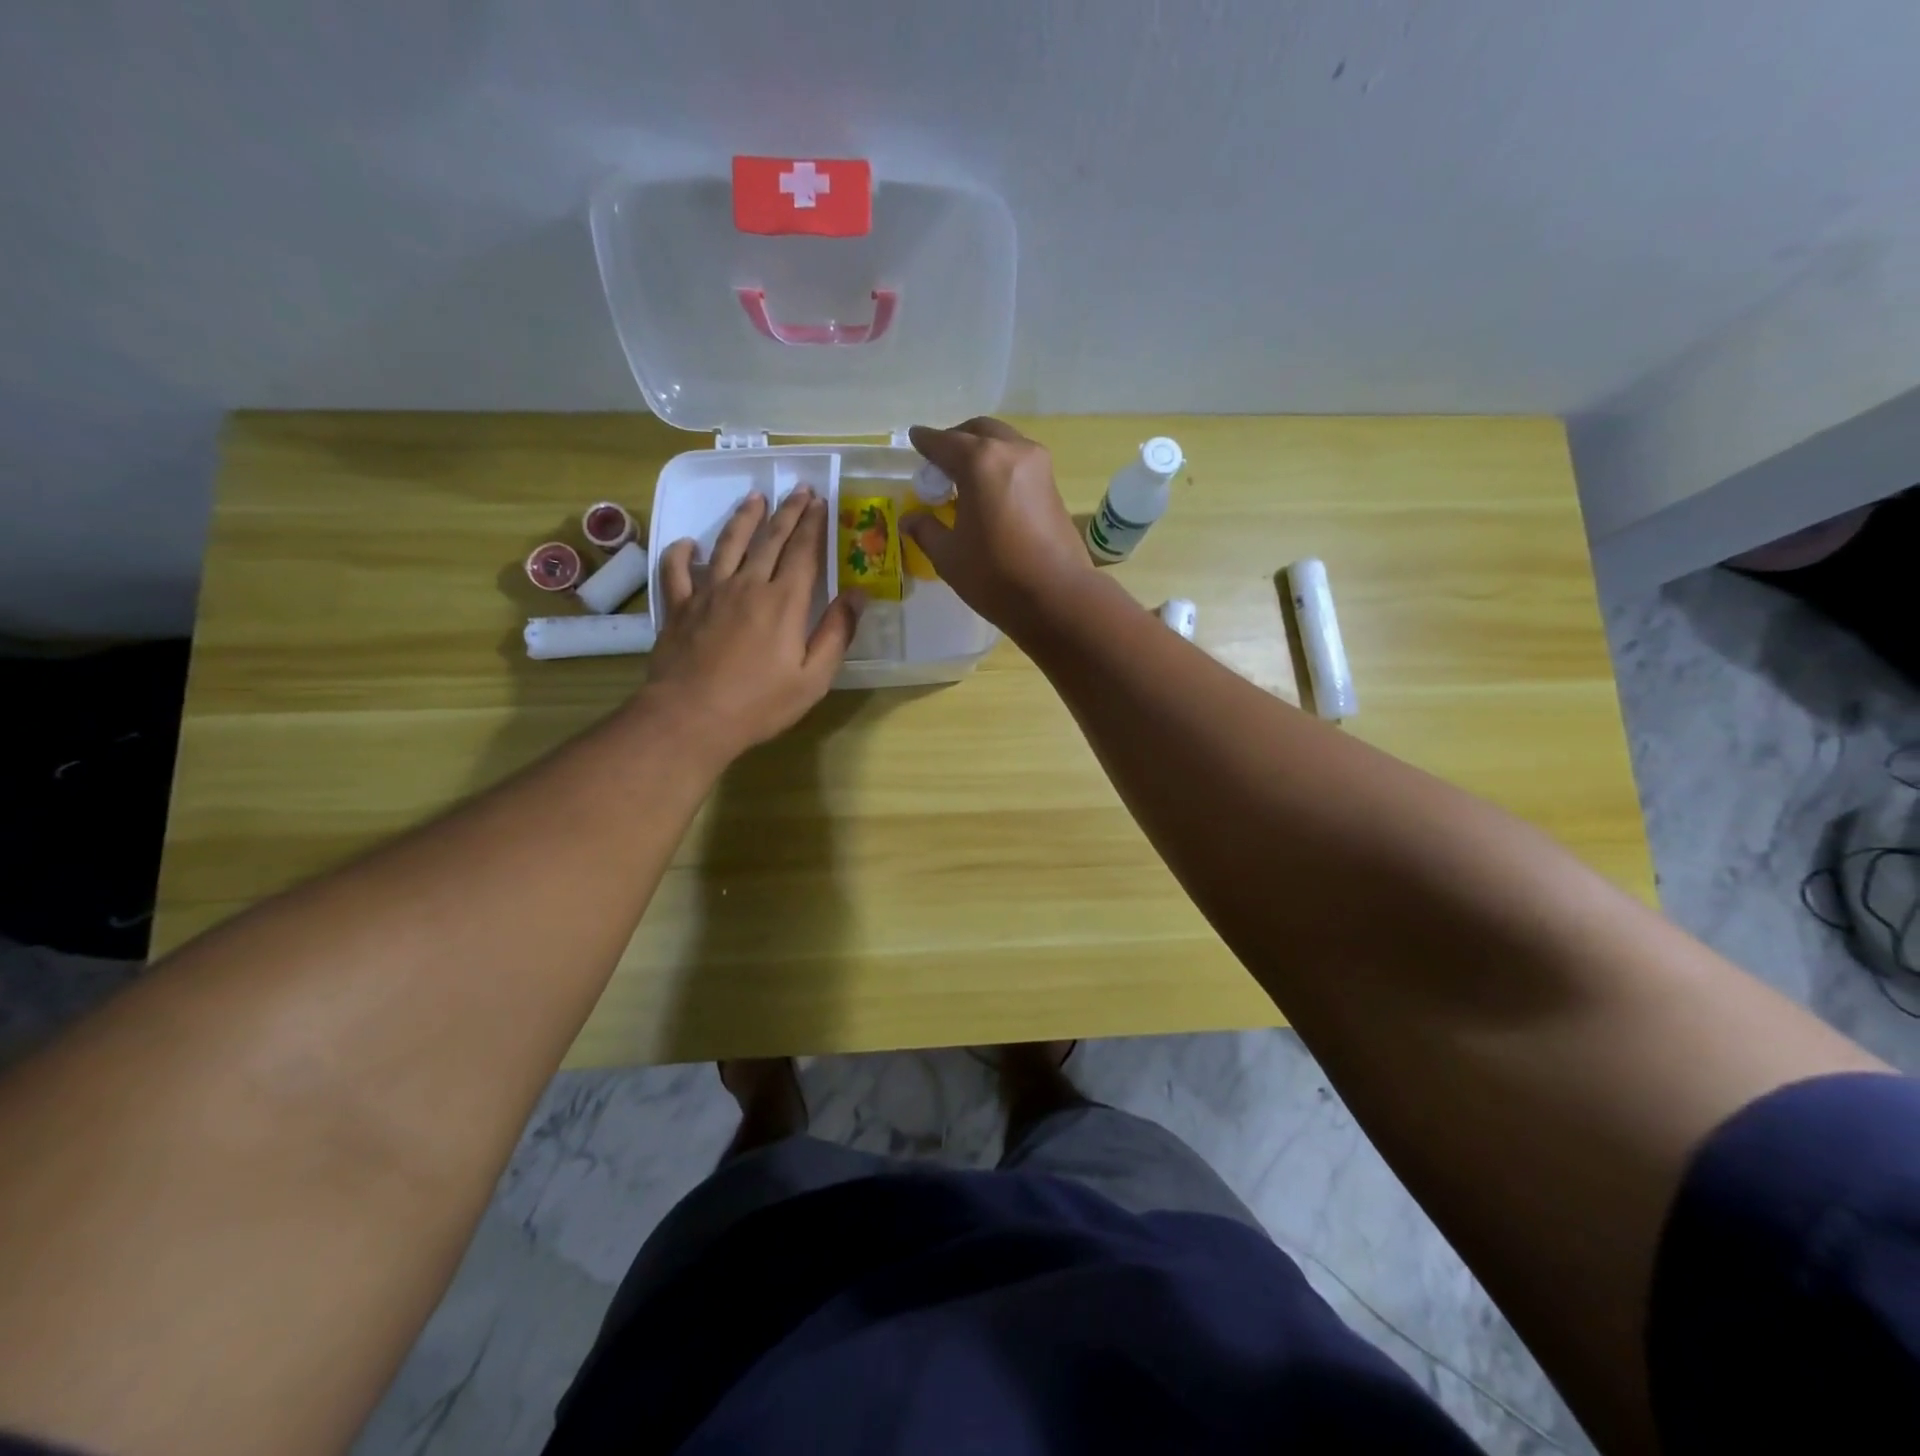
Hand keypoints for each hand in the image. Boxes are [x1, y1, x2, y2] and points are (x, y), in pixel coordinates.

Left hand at [643, 488, 863, 760]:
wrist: (691, 717)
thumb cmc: (760, 704)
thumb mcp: (814, 678)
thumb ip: (837, 633)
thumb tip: (858, 594)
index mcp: (784, 602)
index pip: (804, 552)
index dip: (813, 525)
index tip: (820, 502)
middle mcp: (748, 585)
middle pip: (770, 540)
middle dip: (787, 512)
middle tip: (798, 489)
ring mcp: (709, 593)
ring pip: (727, 544)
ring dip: (743, 519)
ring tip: (754, 498)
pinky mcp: (679, 607)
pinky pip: (677, 570)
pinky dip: (681, 552)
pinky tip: (687, 543)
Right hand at [903, 418, 1096, 632]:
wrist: (1057, 597)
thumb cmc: (995, 576)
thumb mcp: (949, 556)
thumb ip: (926, 529)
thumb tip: (909, 518)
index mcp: (980, 462)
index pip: (944, 442)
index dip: (925, 442)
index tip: (914, 439)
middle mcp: (1012, 451)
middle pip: (978, 431)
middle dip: (956, 439)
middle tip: (940, 462)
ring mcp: (1038, 465)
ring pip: (1003, 441)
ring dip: (981, 450)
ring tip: (964, 478)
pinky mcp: (1053, 485)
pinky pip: (1019, 461)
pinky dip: (1000, 465)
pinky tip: (989, 491)